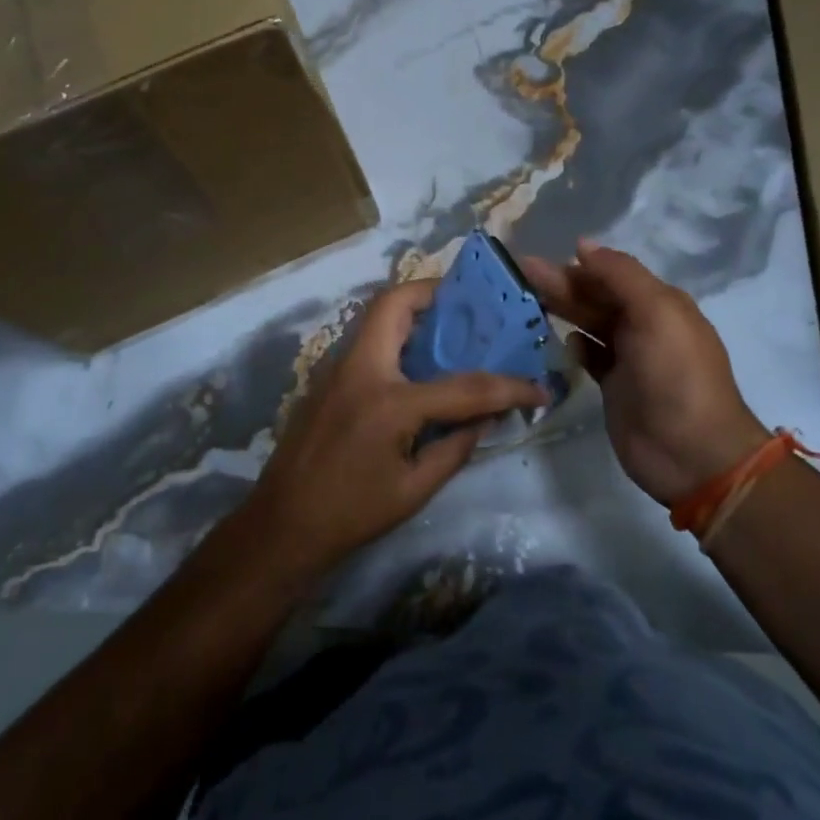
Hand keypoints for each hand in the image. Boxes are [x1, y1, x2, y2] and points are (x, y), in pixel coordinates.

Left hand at [241, 279, 547, 577]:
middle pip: (395, 302)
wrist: (281, 526)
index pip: (463, 385)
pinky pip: (367, 340)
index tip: (538, 388)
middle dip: (435, 294)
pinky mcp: (326, 379)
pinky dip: (396, 336)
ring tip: (450, 330)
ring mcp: (336, 368)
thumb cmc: (351, 514)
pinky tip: (416, 364)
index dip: (508, 387)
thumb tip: (486, 415)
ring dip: (414, 312)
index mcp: (389, 401)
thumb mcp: (415, 489)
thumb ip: (456, 445)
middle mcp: (360, 369)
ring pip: (377, 316)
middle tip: (470, 309)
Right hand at [522, 240, 766, 506]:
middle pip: (596, 297)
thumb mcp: (656, 313)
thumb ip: (621, 276)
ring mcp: (629, 358)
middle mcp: (644, 325)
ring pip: (589, 324)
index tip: (538, 258)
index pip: (611, 274)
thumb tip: (583, 245)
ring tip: (526, 299)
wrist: (691, 452)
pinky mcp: (614, 387)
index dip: (577, 265)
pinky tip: (561, 341)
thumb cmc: (675, 375)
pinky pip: (590, 357)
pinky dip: (576, 346)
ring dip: (563, 309)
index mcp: (659, 303)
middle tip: (521, 273)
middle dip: (562, 283)